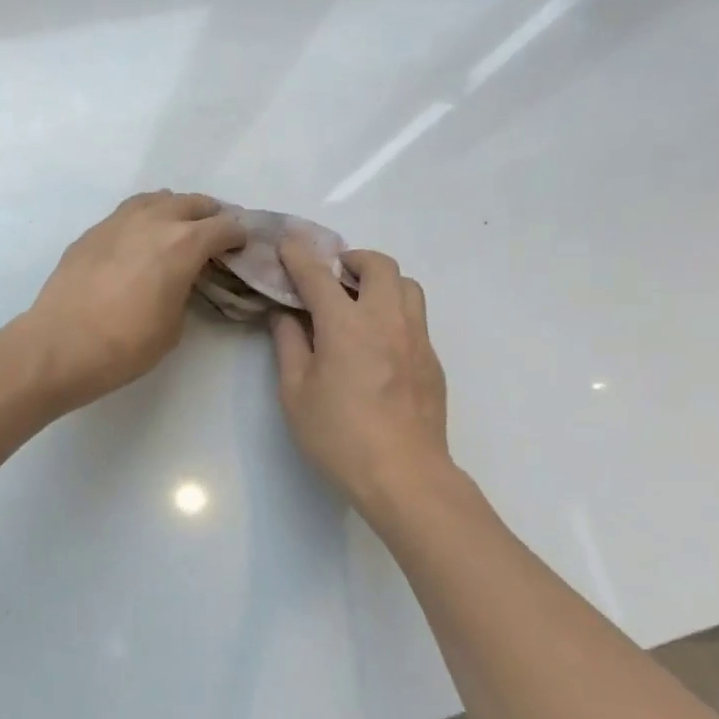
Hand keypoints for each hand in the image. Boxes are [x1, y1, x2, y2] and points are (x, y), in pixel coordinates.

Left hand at [14, 192, 244, 410]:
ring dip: (173, 209)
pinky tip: (138, 241)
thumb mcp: (173, 327)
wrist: (60, 345)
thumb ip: (184, 292)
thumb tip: (179, 280)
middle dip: (208, 216)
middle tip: (213, 235)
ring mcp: (116, 222)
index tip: (241, 246)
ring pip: (155, 199)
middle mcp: (152, 221)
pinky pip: (126, 213)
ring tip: (175, 229)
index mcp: (182, 244)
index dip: (238, 236)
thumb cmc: (124, 345)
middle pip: (191, 203)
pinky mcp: (91, 233)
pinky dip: (142, 219)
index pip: (222, 227)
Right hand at [270, 239, 451, 507]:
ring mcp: (416, 339)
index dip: (300, 256)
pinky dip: (394, 311)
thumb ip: (289, 345)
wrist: (403, 475)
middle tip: (331, 275)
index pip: (319, 276)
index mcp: (346, 326)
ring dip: (381, 281)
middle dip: (352, 259)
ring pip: (407, 286)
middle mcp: (387, 320)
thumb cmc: (338, 436)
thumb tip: (286, 315)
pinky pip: (416, 317)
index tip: (288, 244)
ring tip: (358, 303)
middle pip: (379, 265)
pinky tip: (376, 342)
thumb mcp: (295, 393)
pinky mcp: (432, 360)